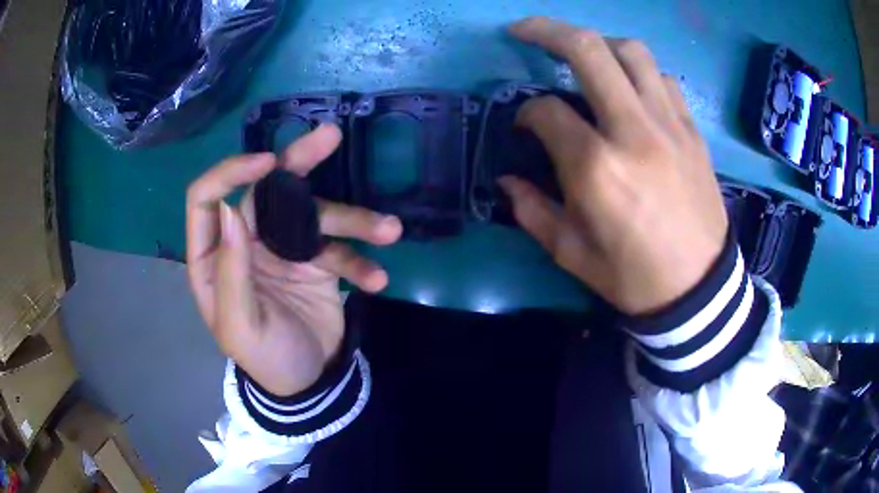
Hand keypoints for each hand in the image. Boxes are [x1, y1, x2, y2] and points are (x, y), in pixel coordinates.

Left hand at [186, 125, 401, 395]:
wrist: (309, 384)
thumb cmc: (265, 360)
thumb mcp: (241, 327)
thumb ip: (230, 271)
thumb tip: (230, 209)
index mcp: (212, 258)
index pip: (207, 199)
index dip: (231, 173)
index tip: (268, 164)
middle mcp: (244, 243)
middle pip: (266, 189)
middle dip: (299, 162)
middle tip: (331, 136)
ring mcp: (282, 249)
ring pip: (313, 215)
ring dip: (354, 220)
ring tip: (390, 230)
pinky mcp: (316, 261)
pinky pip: (340, 248)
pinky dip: (361, 261)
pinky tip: (377, 280)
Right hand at [500, 17, 727, 315]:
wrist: (699, 288)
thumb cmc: (633, 277)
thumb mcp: (572, 255)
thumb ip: (533, 211)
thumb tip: (508, 180)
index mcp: (597, 168)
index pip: (546, 111)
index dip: (525, 112)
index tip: (524, 125)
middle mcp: (633, 131)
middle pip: (588, 50)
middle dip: (547, 31)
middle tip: (523, 30)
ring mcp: (669, 125)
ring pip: (632, 52)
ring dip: (599, 44)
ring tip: (584, 55)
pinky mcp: (692, 130)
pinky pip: (663, 79)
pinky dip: (640, 73)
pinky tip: (631, 90)